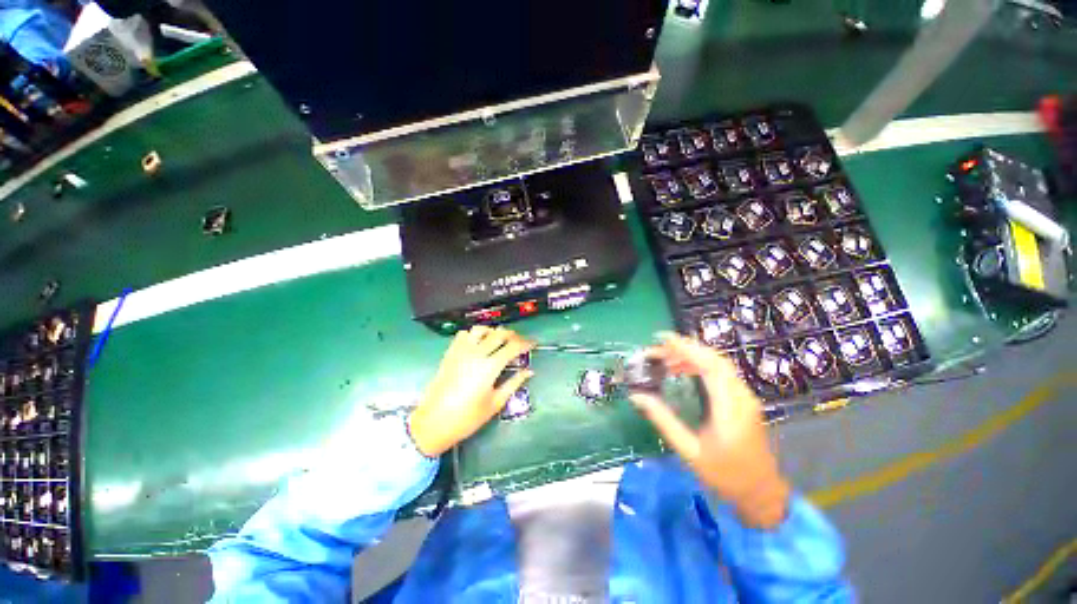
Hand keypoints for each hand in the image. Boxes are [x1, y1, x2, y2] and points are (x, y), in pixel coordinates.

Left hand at [408, 326, 534, 456]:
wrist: (433, 423)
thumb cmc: (467, 417)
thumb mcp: (495, 403)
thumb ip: (514, 383)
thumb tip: (529, 371)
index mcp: (490, 366)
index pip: (513, 346)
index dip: (526, 343)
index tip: (533, 344)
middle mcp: (476, 353)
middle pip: (499, 333)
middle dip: (513, 335)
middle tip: (519, 343)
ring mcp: (461, 351)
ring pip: (481, 329)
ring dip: (493, 332)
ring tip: (499, 341)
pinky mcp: (450, 353)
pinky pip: (464, 335)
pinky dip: (474, 334)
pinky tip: (478, 344)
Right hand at [630, 333, 790, 528]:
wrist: (762, 494)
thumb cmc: (726, 476)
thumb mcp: (689, 451)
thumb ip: (663, 420)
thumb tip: (637, 397)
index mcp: (729, 409)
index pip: (709, 366)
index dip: (686, 348)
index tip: (662, 339)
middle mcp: (741, 397)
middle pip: (715, 359)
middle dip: (685, 348)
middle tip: (658, 349)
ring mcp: (745, 397)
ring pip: (719, 364)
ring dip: (692, 356)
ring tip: (666, 360)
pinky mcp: (743, 400)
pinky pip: (721, 373)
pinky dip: (700, 365)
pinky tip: (683, 371)